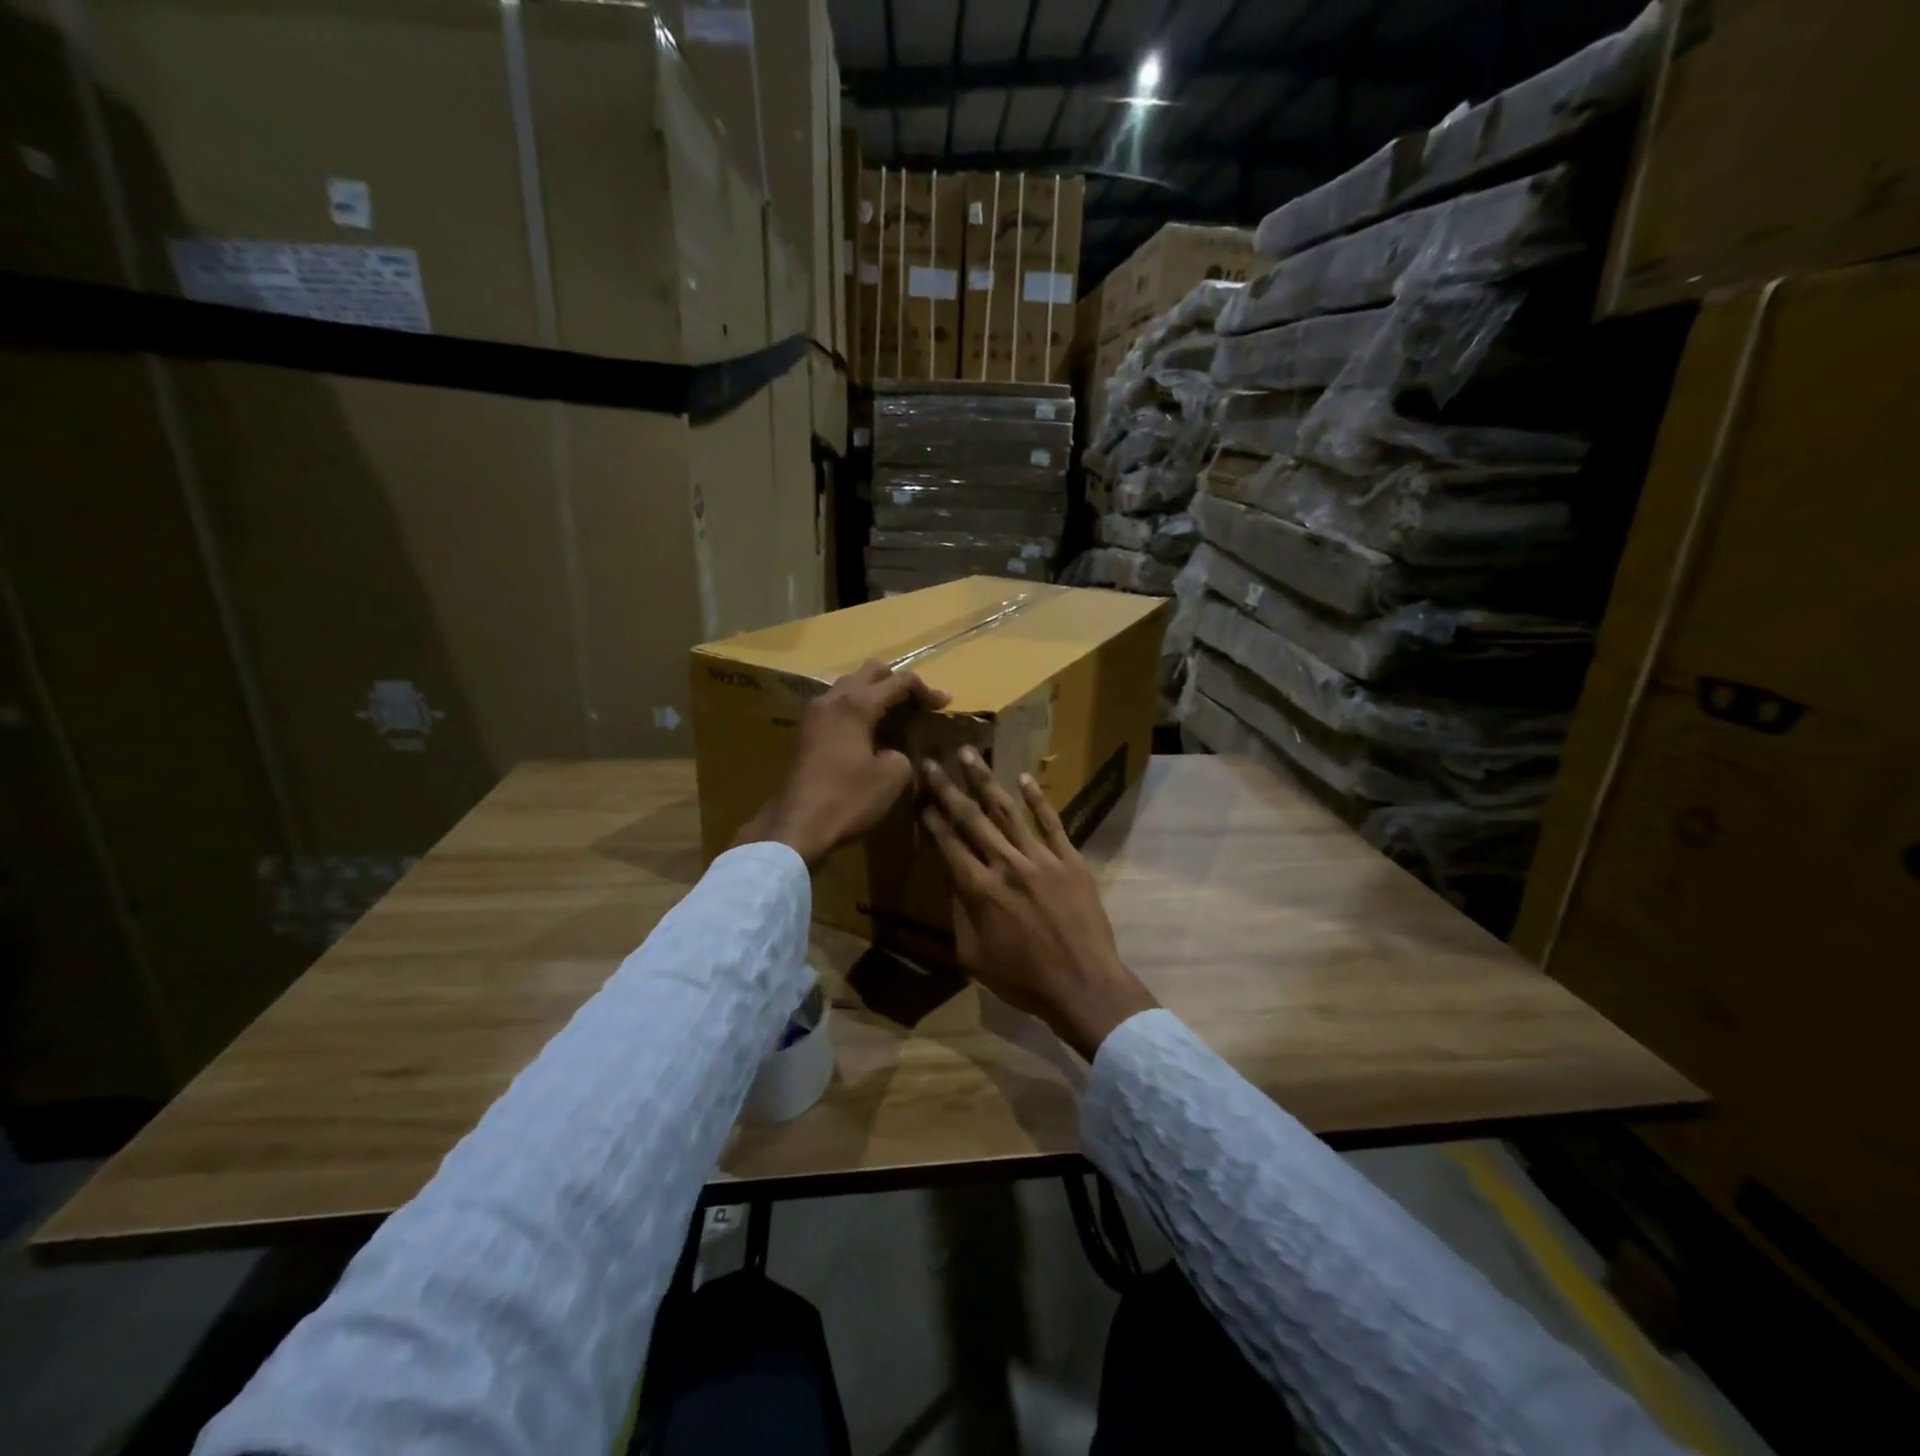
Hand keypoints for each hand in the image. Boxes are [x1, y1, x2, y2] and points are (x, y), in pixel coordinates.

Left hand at [735, 660, 948, 867]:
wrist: (797, 826)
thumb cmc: (848, 799)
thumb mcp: (892, 776)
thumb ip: (902, 752)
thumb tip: (893, 751)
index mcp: (857, 704)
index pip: (899, 681)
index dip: (926, 690)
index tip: (944, 705)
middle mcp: (833, 698)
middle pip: (870, 671)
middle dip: (897, 681)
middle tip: (918, 703)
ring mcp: (816, 714)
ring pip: (850, 686)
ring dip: (875, 693)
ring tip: (897, 715)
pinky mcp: (808, 732)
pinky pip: (838, 705)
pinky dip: (858, 709)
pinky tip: (871, 731)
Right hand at [919, 748, 1158, 1060]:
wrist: (1083, 983)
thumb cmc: (1023, 979)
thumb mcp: (974, 956)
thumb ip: (959, 915)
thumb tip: (953, 880)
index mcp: (979, 889)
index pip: (949, 843)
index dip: (932, 818)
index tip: (921, 796)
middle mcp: (1006, 864)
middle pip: (972, 818)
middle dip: (949, 788)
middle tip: (933, 761)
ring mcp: (1041, 858)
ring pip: (1007, 811)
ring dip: (985, 780)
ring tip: (969, 754)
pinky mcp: (1070, 860)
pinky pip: (1052, 822)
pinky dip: (1037, 799)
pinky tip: (1023, 778)